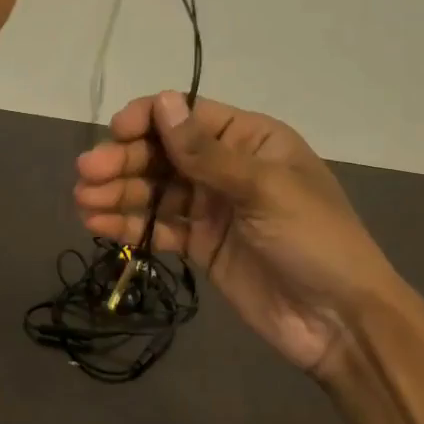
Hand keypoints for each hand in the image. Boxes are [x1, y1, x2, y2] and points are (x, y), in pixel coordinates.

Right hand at [74, 92, 423, 423]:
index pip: (188, 116)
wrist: (340, 321)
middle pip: (164, 154)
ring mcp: (212, 208)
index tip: (115, 133)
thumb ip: (208, 153)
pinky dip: (129, 225)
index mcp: (250, 140)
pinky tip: (97, 225)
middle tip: (86, 175)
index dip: (148, 119)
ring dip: (118, 193)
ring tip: (83, 201)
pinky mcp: (201, 246)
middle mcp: (226, 167)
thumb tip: (161, 102)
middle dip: (125, 161)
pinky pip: (159, 228)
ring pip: (155, 191)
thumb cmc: (314, 240)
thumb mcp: (265, 189)